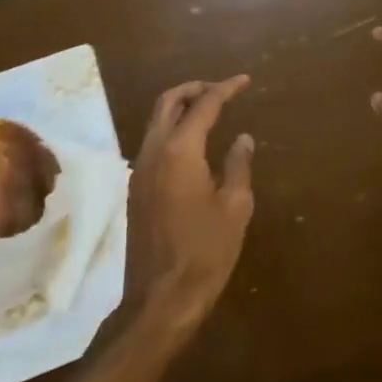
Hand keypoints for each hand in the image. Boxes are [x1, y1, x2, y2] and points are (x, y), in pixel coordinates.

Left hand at [125, 77, 256, 339]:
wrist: (160, 300)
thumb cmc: (205, 252)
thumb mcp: (235, 207)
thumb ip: (238, 165)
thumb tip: (243, 138)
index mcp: (180, 151)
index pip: (203, 104)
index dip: (225, 89)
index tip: (244, 81)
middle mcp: (154, 152)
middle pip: (168, 102)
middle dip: (195, 88)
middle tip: (223, 90)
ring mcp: (140, 171)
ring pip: (156, 121)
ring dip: (181, 108)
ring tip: (211, 112)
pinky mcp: (137, 189)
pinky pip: (154, 143)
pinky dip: (173, 129)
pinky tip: (195, 145)